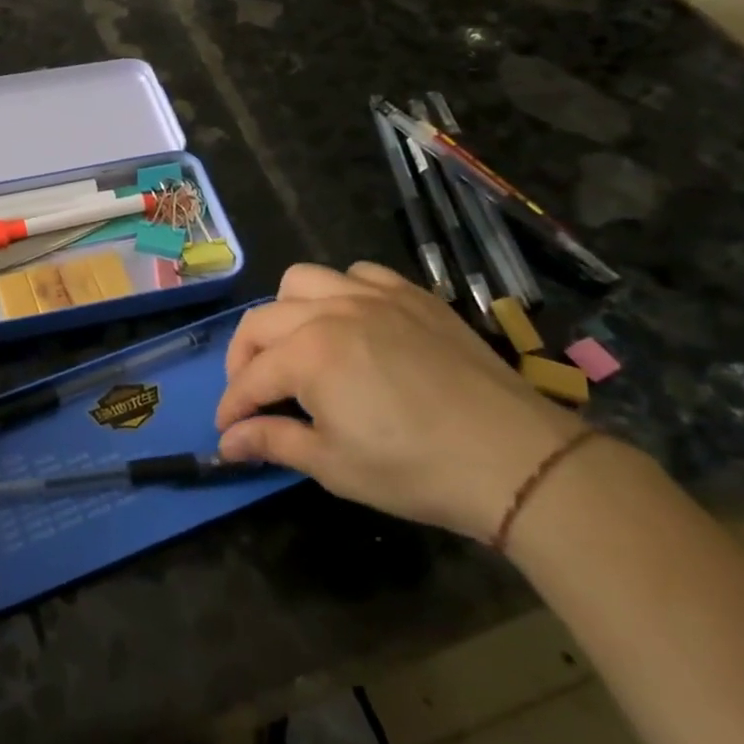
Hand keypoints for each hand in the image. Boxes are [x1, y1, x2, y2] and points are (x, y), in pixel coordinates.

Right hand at [214, 262, 583, 543]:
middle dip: (244, 358)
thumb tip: (226, 443)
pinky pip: (359, 274)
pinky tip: (351, 323)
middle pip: (262, 321)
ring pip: (302, 281)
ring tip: (295, 347)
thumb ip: (273, 442)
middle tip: (251, 394)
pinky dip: (340, 293)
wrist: (517, 460)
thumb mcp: (333, 464)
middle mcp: (331, 310)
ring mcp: (374, 296)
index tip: (226, 431)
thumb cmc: (416, 469)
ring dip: (285, 312)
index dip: (232, 406)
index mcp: (307, 352)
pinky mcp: (413, 296)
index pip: (250, 377)